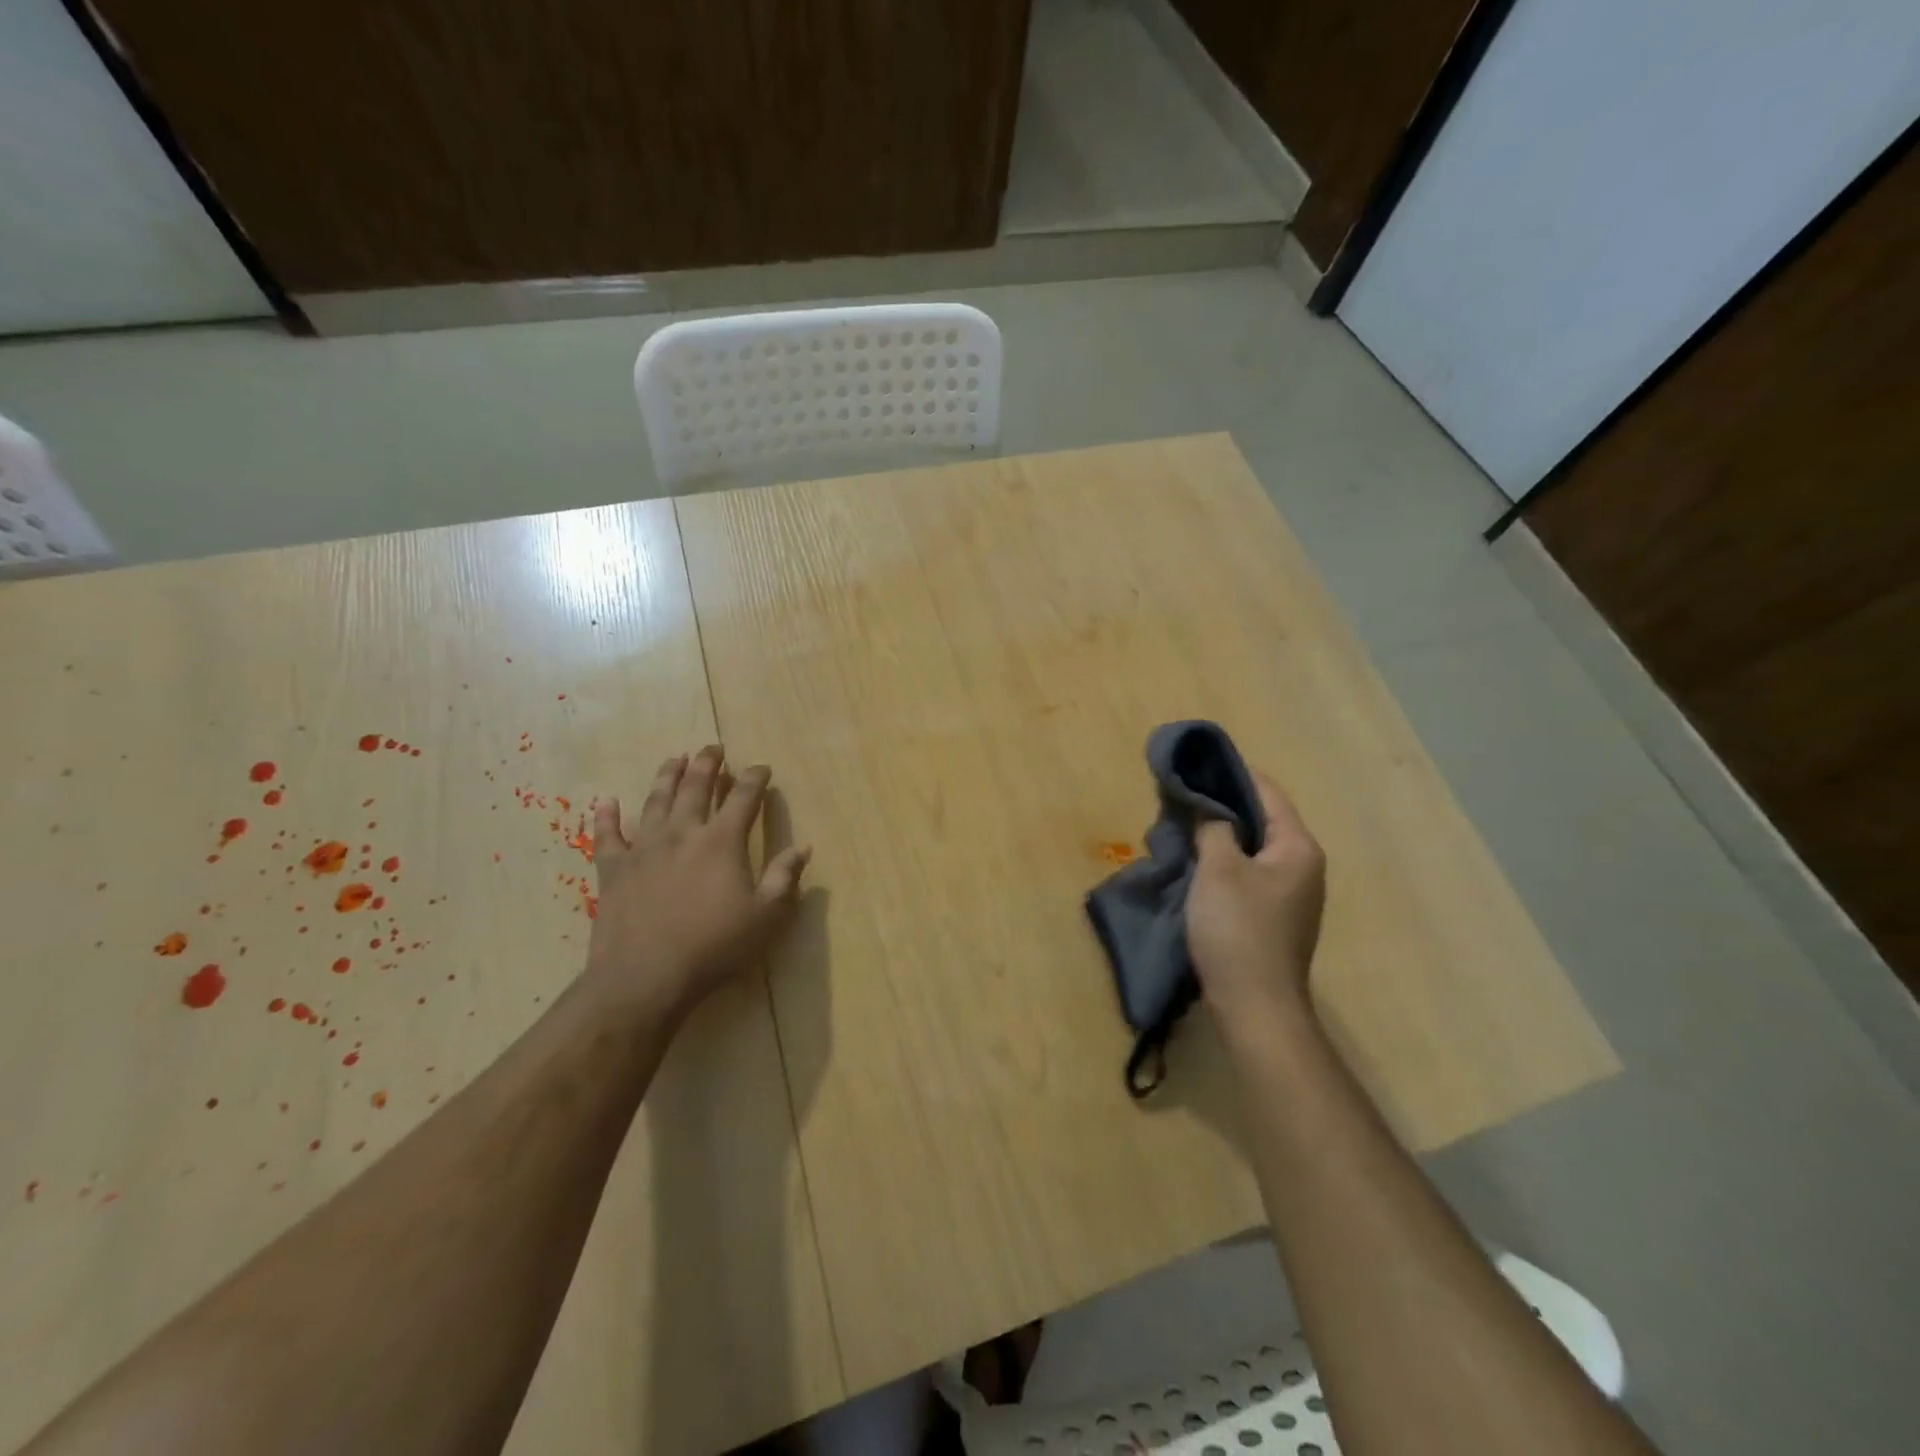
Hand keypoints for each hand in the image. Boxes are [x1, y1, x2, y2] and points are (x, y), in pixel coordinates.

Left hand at [584, 745, 810, 1017]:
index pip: (743, 798)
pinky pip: (607, 835)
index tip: (762, 768)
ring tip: (674, 758)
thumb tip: (803, 847)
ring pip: (656, 801)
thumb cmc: (714, 947)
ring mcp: (644, 848)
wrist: (644, 978)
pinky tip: (606, 801)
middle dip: (708, 764)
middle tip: (713, 747)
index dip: (755, 779)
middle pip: (696, 787)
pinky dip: (607, 816)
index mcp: (722, 841)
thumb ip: (785, 878)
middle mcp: (683, 833)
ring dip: (667, 776)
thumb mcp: (766, 916)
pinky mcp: (613, 869)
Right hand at [1187, 772, 1325, 1022]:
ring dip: (1221, 836)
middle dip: (1222, 806)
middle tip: (1182, 797)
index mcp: (1298, 847)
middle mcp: (1303, 866)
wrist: (1256, 1007)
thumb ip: (1214, 828)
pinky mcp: (1274, 918)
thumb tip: (1210, 810)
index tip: (1197, 763)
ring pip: (1253, 849)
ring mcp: (1291, 895)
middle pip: (1262, 820)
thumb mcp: (1218, 869)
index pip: (1268, 792)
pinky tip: (1196, 865)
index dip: (1233, 773)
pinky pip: (1248, 875)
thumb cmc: (1238, 930)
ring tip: (1182, 826)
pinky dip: (1224, 863)